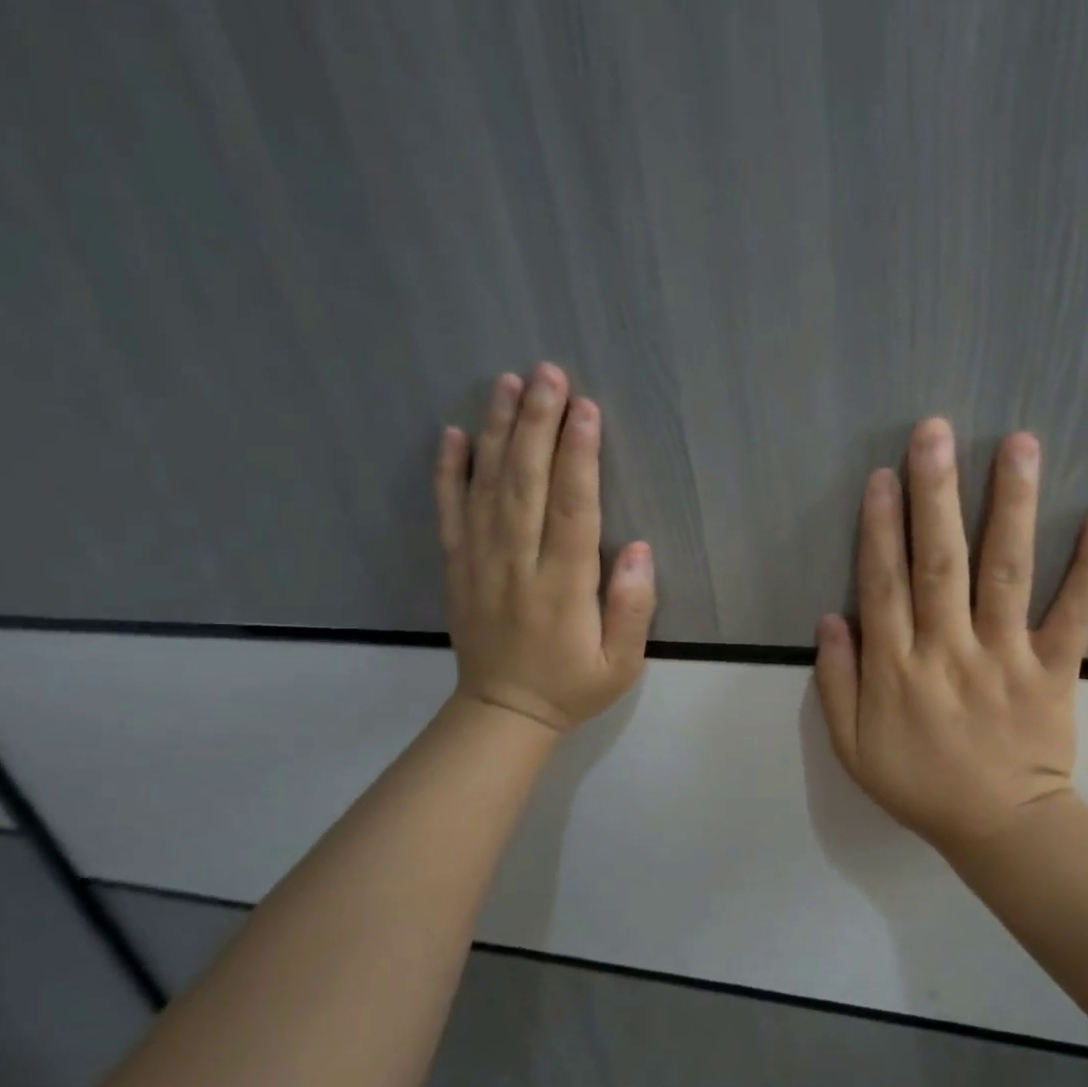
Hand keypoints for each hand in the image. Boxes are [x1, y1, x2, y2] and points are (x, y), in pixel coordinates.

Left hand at [434, 362, 654, 732]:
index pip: (572, 508)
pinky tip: (455, 433)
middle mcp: (517, 564)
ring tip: (507, 383)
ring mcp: (480, 562)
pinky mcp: (457, 566)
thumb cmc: (572, 686)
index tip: (586, 408)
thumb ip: (632, 608)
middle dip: (538, 424)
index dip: (579, 455)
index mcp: (562, 587)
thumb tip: (638, 548)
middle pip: (527, 482)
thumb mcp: (621, 664)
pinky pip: (449, 512)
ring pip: (488, 487)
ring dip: (499, 431)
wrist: (502, 714)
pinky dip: (449, 471)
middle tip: (548, 372)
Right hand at [814, 417, 1087, 852]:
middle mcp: (949, 651)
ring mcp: (1006, 657)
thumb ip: (836, 683)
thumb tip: (831, 616)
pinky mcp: (1055, 670)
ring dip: (1011, 507)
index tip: (882, 475)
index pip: (884, 585)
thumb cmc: (921, 785)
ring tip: (1017, 445)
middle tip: (933, 432)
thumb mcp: (853, 748)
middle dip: (934, 495)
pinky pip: (1075, 615)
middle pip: (939, 563)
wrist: (1001, 829)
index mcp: (897, 670)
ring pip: (1006, 573)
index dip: (880, 528)